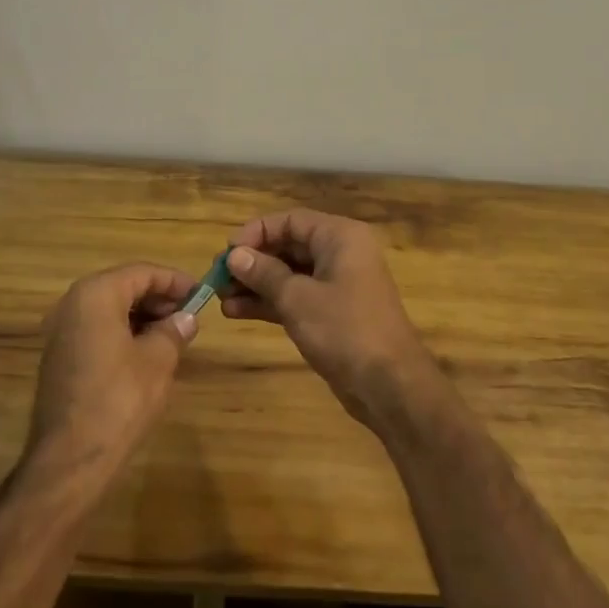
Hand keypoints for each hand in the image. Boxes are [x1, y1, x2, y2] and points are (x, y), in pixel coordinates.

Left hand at [25, 263, 198, 487]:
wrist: (69, 460)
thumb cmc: (118, 400)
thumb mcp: (157, 361)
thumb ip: (174, 331)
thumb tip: (187, 318)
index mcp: (95, 294)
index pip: (142, 272)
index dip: (174, 281)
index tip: (200, 293)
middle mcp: (72, 304)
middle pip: (123, 287)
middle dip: (157, 298)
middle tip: (188, 316)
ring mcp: (60, 332)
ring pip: (108, 309)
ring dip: (141, 316)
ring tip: (172, 335)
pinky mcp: (58, 358)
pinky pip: (96, 330)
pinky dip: (122, 333)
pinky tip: (145, 354)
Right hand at [223, 211, 444, 430]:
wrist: (390, 387)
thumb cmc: (345, 330)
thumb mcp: (298, 299)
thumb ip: (264, 273)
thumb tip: (235, 255)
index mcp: (340, 237)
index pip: (290, 220)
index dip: (256, 232)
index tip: (227, 252)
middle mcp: (340, 253)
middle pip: (288, 246)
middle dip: (252, 261)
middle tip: (217, 277)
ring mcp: (337, 285)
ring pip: (289, 274)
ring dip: (255, 284)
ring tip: (219, 298)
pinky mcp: (332, 313)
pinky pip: (295, 297)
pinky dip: (269, 302)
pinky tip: (236, 312)